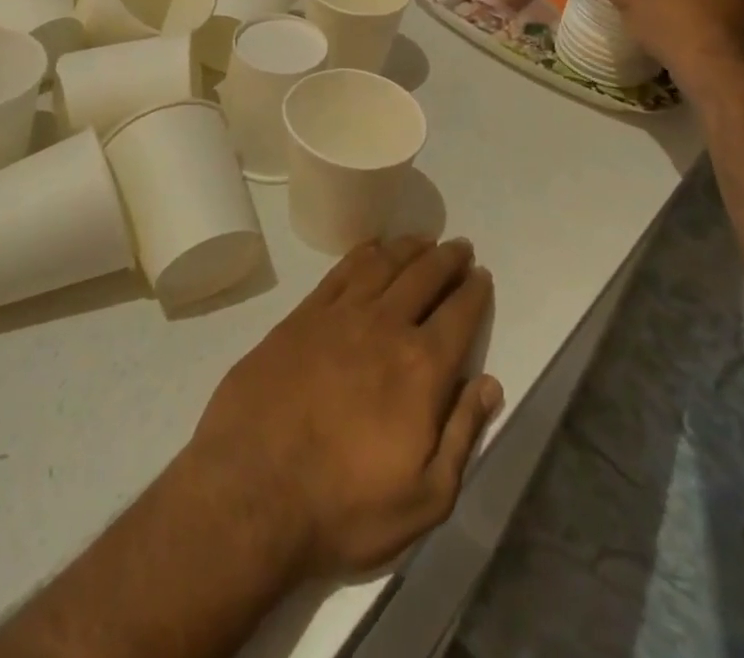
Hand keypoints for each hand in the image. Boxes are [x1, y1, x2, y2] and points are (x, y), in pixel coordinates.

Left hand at [186, 237, 500, 577]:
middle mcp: (386, 326)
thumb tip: (490, 384)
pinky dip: (363, 253)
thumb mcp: (424, 499)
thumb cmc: (344, 506)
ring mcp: (341, 315)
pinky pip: (341, 270)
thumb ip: (463, 436)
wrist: (253, 490)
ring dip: (409, 247)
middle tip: (460, 246)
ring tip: (424, 238)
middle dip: (447, 258)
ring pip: (384, 264)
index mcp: (422, 368)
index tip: (482, 275)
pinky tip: (372, 247)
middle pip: (424, 276)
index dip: (474, 291)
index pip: (459, 314)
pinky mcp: (303, 314)